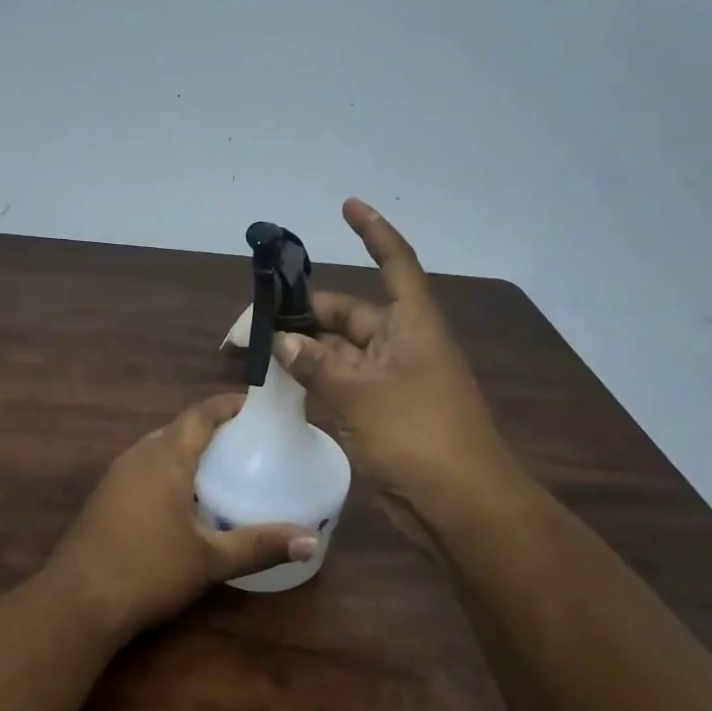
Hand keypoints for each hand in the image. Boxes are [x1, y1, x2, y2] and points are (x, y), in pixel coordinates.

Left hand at [46, 394, 316, 636]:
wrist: (77, 602)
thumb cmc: (148, 570)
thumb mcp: (210, 560)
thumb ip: (260, 546)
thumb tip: (310, 541)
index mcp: (166, 456)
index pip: (201, 413)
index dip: (230, 404)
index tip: (259, 407)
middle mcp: (139, 455)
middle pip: (180, 428)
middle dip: (214, 429)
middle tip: (250, 443)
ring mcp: (117, 475)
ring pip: (160, 448)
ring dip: (189, 451)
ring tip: (224, 468)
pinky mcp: (105, 497)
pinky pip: (145, 469)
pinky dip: (170, 471)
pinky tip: (185, 500)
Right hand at [275, 198, 520, 541]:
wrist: (459, 505)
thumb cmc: (418, 435)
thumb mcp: (361, 395)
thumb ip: (316, 364)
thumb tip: (281, 340)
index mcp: (411, 324)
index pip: (394, 262)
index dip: (372, 232)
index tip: (346, 205)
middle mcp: (400, 343)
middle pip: (348, 313)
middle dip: (304, 313)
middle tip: (253, 321)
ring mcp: (389, 379)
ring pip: (337, 351)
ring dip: (302, 349)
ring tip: (254, 349)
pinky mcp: (378, 411)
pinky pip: (339, 383)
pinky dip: (312, 379)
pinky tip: (278, 381)